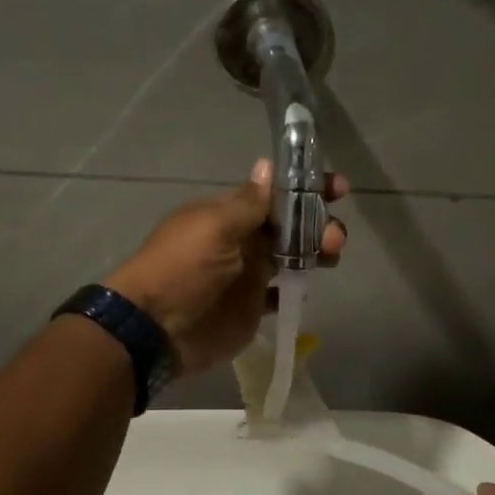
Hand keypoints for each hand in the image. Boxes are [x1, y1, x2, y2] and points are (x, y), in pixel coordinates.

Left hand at [104, 160, 348, 376]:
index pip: (276, 193)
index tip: (338, 187)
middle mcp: (243, 239)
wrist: (156, 329)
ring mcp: (249, 273)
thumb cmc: (183, 268)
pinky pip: (283, 292)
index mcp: (231, 214)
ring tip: (331, 256)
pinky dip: (298, 288)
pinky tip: (309, 286)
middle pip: (291, 224)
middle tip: (334, 237)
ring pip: (294, 255)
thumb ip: (248, 203)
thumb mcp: (214, 228)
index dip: (307, 188)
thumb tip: (267, 166)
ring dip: (317, 251)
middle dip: (319, 222)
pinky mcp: (253, 306)